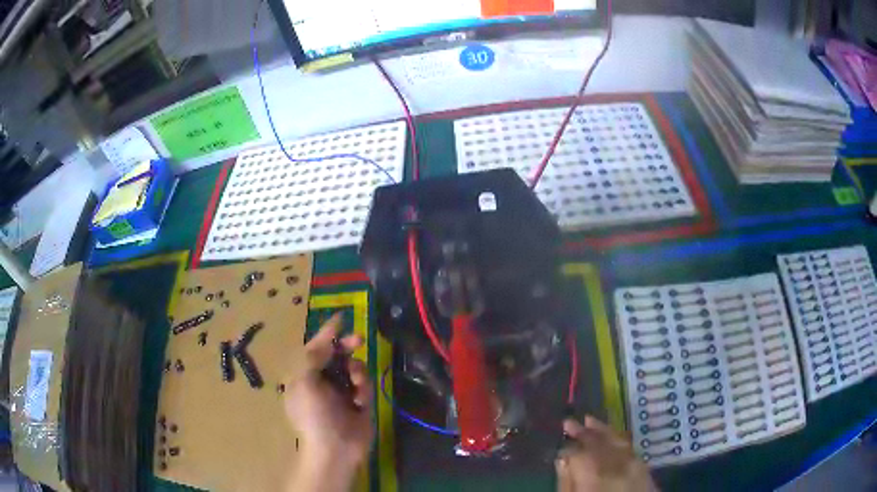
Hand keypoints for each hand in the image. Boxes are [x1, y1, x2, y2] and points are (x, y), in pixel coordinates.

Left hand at [284, 313, 374, 491]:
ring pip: (353, 367)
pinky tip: (360, 400)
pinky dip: (363, 388)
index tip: (342, 318)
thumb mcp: (305, 381)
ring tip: (355, 385)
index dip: (327, 333)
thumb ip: (313, 355)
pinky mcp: (358, 402)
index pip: (315, 348)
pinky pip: (364, 384)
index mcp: (303, 375)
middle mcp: (321, 380)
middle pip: (336, 354)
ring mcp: (341, 392)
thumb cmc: (314, 415)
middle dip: (347, 347)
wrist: (336, 449)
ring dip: (356, 371)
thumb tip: (326, 338)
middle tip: (358, 341)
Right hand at [556, 416, 656, 491]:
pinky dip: (619, 439)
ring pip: (616, 441)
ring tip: (589, 421)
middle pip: (598, 442)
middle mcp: (616, 464)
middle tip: (569, 422)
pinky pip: (630, 448)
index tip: (559, 442)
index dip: (567, 446)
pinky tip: (612, 437)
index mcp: (594, 474)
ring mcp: (633, 465)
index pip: (578, 451)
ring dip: (602, 430)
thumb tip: (562, 459)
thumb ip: (566, 481)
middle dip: (584, 432)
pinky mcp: (644, 469)